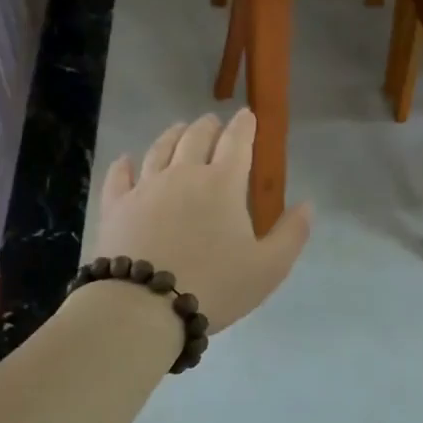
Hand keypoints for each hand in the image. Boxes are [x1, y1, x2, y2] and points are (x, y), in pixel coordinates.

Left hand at [93, 110, 312, 332]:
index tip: (248, 115)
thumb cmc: (214, 286)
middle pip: (196, 138)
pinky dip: (125, 164)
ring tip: (179, 129)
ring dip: (173, 135)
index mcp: (223, 184)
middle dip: (209, 126)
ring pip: (159, 149)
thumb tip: (307, 205)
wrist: (143, 307)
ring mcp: (145, 188)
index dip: (244, 126)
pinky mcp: (116, 207)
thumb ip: (291, 234)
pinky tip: (126, 160)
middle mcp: (183, 175)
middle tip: (214, 123)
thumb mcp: (269, 268)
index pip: (237, 143)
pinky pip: (120, 177)